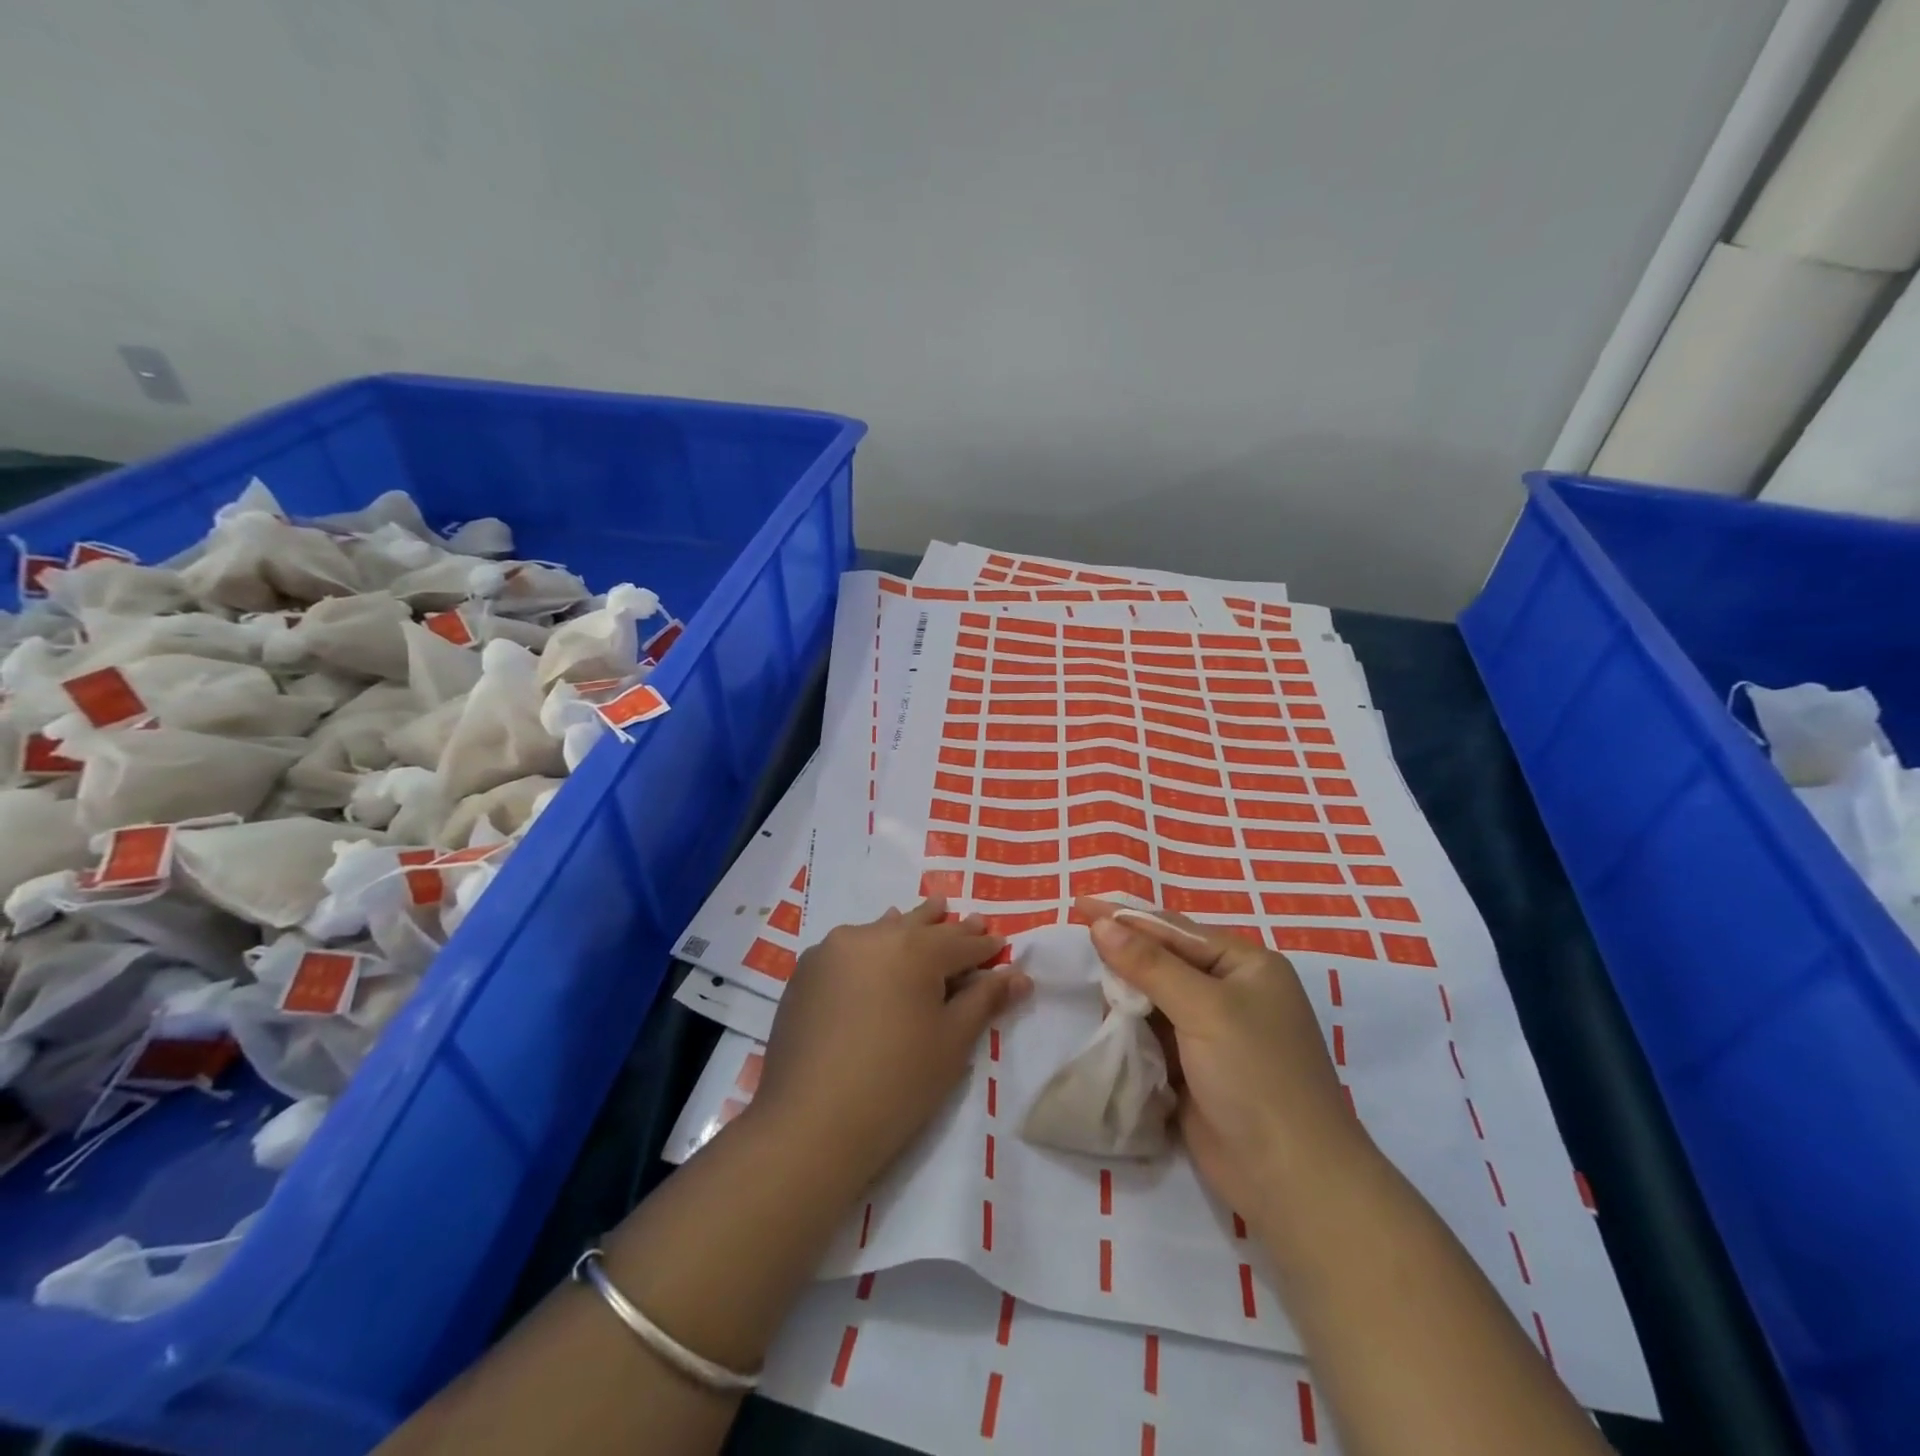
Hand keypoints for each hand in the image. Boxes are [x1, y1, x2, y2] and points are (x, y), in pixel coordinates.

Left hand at [750, 898, 1030, 1197]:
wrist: (810, 1122)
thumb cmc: (897, 1083)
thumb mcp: (952, 1042)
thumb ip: (985, 1000)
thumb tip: (1021, 975)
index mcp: (914, 948)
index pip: (961, 943)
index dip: (985, 946)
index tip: (1001, 943)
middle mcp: (873, 936)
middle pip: (921, 926)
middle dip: (949, 927)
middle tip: (971, 919)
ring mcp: (834, 950)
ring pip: (883, 929)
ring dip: (908, 926)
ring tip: (927, 916)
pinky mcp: (807, 971)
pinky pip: (850, 947)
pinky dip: (872, 945)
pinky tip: (875, 950)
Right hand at [1076, 898, 1372, 1234]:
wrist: (1291, 1180)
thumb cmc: (1256, 1076)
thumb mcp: (1204, 1009)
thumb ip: (1149, 964)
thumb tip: (1101, 924)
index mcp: (1247, 965)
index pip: (1175, 930)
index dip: (1126, 916)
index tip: (1079, 904)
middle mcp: (1232, 991)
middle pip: (1165, 960)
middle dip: (1123, 952)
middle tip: (1074, 938)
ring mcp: (1214, 1032)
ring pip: (1156, 997)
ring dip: (1123, 991)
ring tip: (1080, 975)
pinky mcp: (1196, 1068)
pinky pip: (1154, 1033)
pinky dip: (1129, 1025)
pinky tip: (1101, 1017)